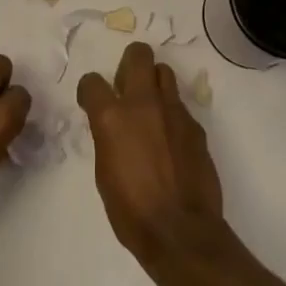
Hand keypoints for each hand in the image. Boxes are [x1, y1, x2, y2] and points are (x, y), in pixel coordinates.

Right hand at [77, 43, 225, 262]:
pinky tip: (171, 139)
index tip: (91, 101)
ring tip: (151, 108)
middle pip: (138, 55)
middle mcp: (143, 104)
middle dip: (129, 63)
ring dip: (154, 83)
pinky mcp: (196, 126)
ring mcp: (174, 112)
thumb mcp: (104, 172)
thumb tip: (113, 127)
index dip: (89, 90)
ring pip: (164, 72)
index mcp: (112, 117)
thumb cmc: (131, 210)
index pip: (92, 82)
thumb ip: (108, 138)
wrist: (180, 231)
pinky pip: (180, 106)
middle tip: (126, 87)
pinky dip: (172, 114)